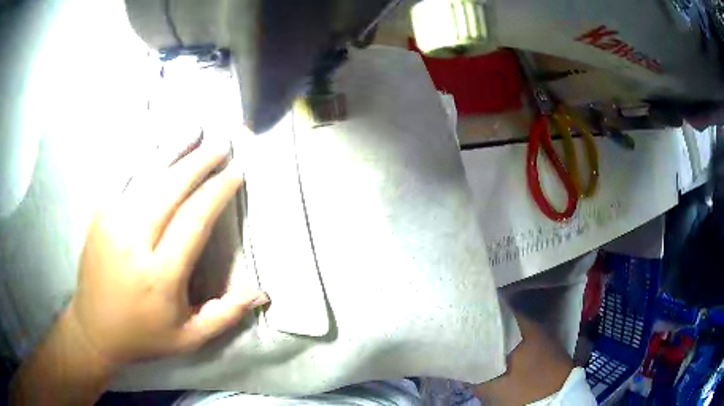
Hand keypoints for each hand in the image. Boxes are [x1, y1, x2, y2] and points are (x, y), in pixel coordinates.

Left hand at [69, 137, 268, 367]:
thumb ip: (225, 315)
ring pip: (146, 176)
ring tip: (194, 132)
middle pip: (171, 189)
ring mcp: (112, 223)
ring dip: (173, 151)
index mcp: (160, 275)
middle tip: (221, 145)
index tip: (235, 173)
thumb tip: (261, 293)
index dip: (217, 192)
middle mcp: (134, 242)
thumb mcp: (189, 338)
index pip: (194, 220)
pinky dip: (140, 157)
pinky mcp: (99, 216)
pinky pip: (121, 177)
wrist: (94, 329)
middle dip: (199, 163)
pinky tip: (155, 145)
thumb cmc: (143, 336)